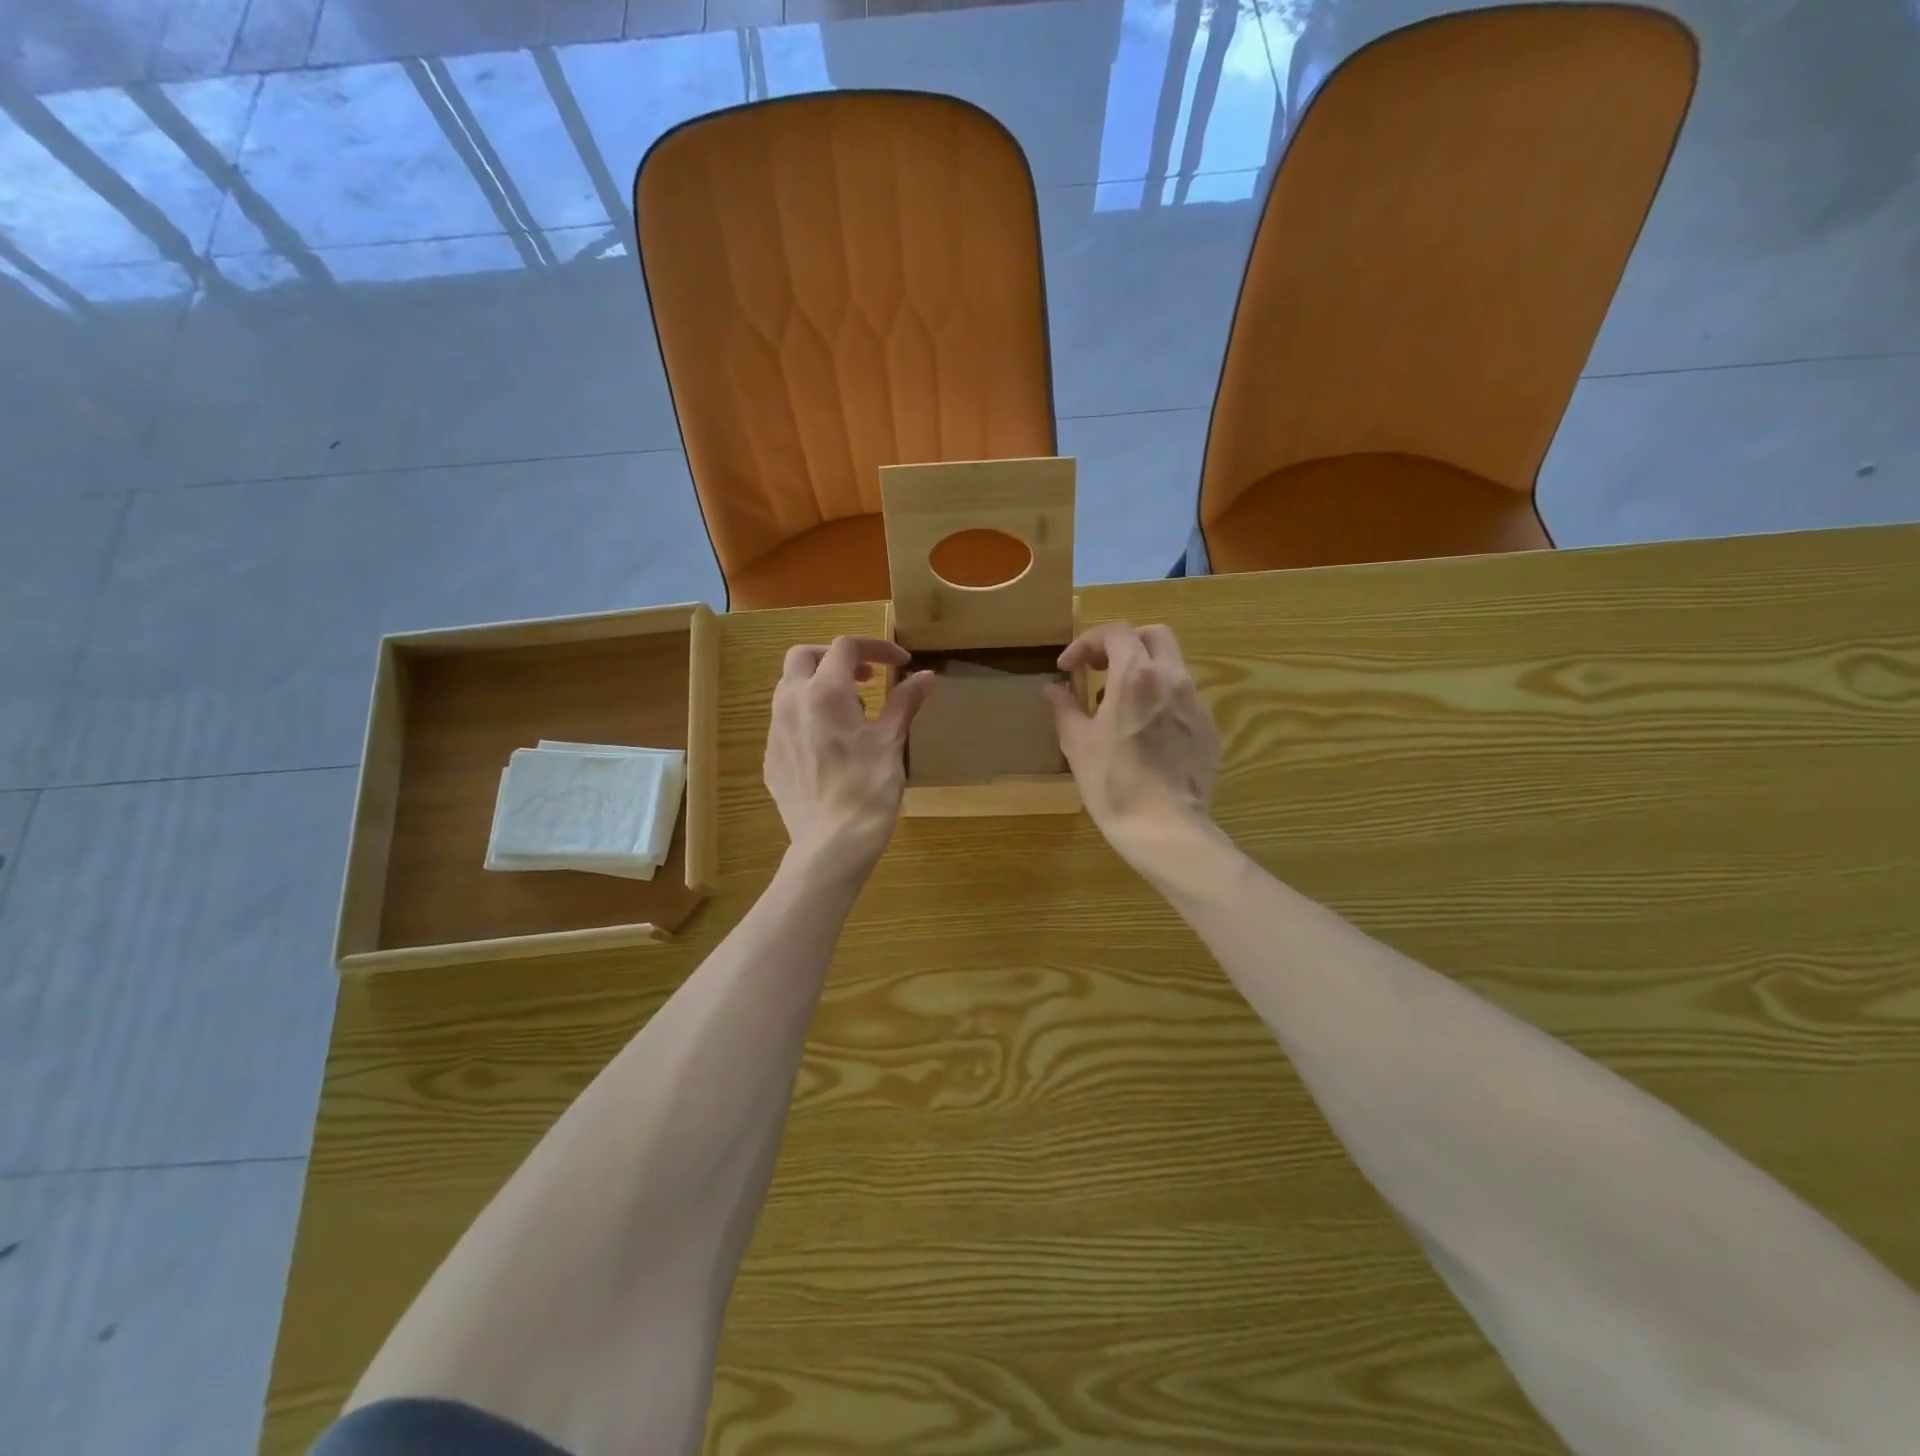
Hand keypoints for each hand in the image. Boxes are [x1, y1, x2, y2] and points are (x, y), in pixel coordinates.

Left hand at [765, 636, 935, 883]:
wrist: (832, 844)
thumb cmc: (868, 788)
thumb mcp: (891, 741)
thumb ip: (905, 702)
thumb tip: (926, 675)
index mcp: (825, 692)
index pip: (846, 647)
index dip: (876, 647)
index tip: (901, 663)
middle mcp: (792, 702)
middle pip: (804, 656)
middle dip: (835, 657)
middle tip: (867, 677)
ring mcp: (776, 731)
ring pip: (789, 687)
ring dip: (819, 685)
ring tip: (852, 712)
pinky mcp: (772, 757)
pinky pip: (786, 721)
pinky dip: (808, 715)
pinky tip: (831, 745)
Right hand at [1045, 623, 1220, 872]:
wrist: (1165, 828)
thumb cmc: (1113, 783)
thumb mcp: (1077, 744)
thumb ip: (1065, 708)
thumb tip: (1054, 689)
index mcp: (1136, 677)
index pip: (1116, 633)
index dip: (1087, 642)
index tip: (1068, 668)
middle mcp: (1172, 679)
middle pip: (1154, 636)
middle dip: (1124, 644)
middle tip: (1099, 669)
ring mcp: (1196, 704)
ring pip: (1172, 667)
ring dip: (1143, 672)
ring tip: (1118, 706)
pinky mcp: (1209, 729)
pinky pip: (1184, 698)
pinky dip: (1160, 699)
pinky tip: (1145, 733)